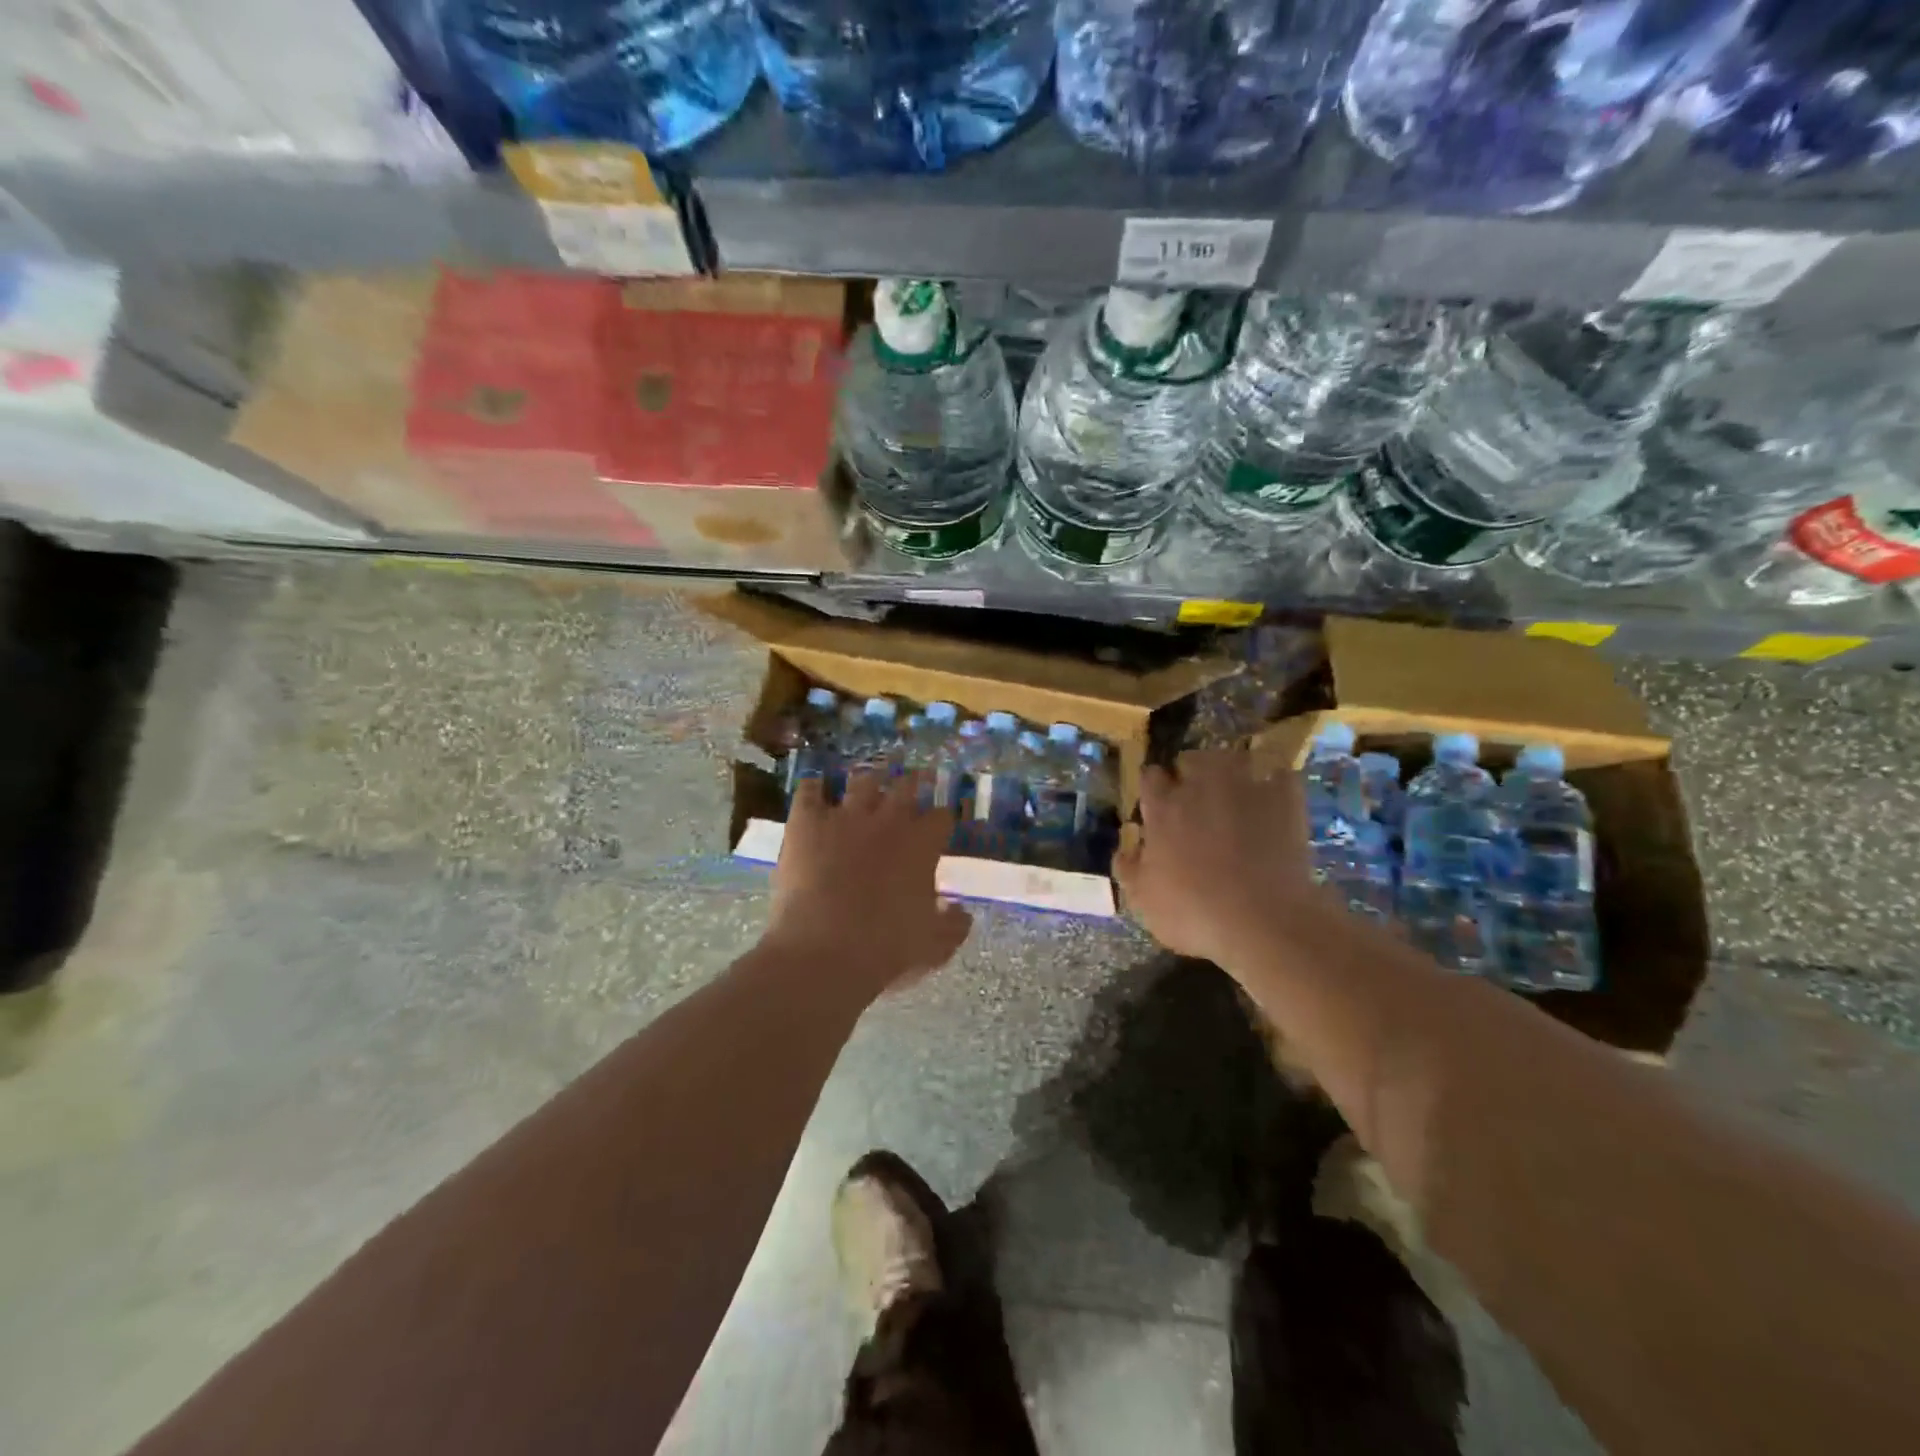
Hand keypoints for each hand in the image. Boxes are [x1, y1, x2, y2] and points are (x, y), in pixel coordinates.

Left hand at [764, 769, 972, 998]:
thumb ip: (953, 925)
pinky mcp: (806, 822)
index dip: (941, 821)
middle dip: (912, 783)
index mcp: (921, 844)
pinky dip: (813, 788)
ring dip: (868, 780)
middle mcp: (887, 820)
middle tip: (913, 782)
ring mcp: (845, 816)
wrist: (823, 950)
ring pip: (861, 781)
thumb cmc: (886, 948)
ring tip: (869, 780)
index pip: (941, 817)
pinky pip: (809, 791)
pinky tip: (815, 789)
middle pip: (905, 786)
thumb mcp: (933, 946)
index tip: (940, 826)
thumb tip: (962, 912)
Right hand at [1113, 749, 1314, 965]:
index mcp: (1163, 808)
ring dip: (1229, 769)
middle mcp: (1200, 787)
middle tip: (1194, 797)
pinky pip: (1280, 775)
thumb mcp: (1144, 900)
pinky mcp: (1285, 799)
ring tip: (1233, 789)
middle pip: (1190, 759)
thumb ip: (1128, 869)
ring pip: (1232, 758)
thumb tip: (1125, 849)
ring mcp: (1245, 788)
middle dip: (1189, 772)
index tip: (1157, 802)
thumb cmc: (1193, 912)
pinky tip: (1275, 798)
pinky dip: (1276, 782)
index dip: (1153, 787)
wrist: (1263, 920)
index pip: (1150, 777)